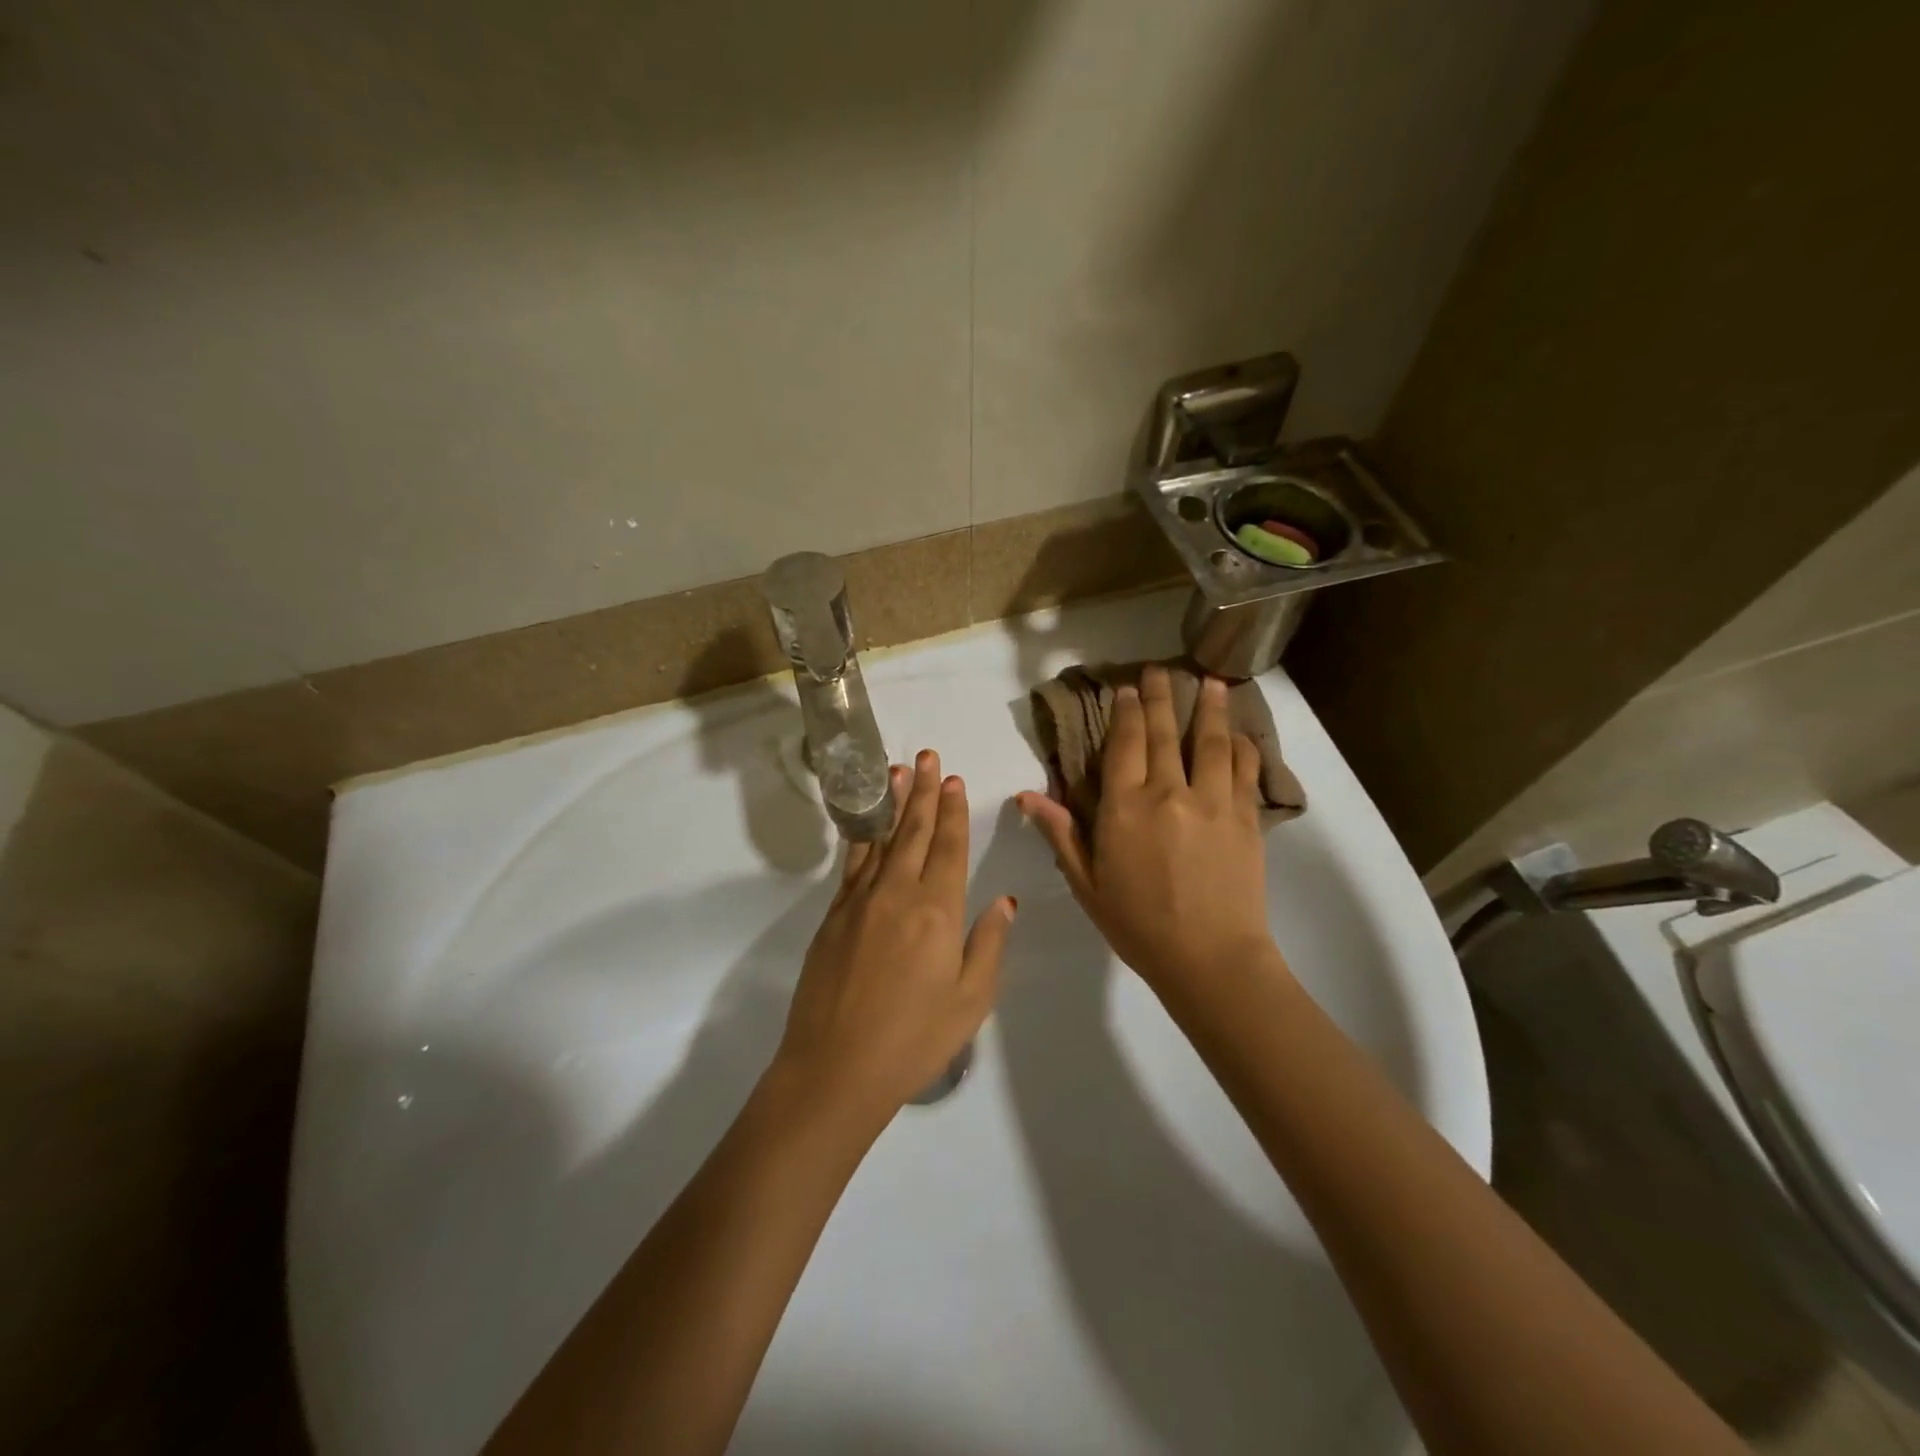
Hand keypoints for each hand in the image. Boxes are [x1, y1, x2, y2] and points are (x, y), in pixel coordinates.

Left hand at [774, 750, 1015, 1122]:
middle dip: (922, 791)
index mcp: (938, 910)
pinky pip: (853, 863)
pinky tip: (867, 822)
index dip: (952, 811)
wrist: (835, 1068)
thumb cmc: (914, 1040)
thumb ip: (989, 944)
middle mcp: (898, 893)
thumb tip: (1005, 900)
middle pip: (914, 831)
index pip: (949, 847)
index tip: (953, 780)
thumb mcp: (971, 1000)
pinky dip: (862, 835)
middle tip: (927, 756)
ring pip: (881, 838)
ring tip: (896, 770)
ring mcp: (861, 901)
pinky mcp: (834, 915)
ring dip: (891, 802)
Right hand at [1017, 667, 1283, 1002]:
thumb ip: (1062, 834)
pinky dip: (1244, 748)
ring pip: (1211, 742)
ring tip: (1212, 681)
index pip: (1124, 745)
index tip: (1128, 687)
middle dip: (1162, 696)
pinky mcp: (1246, 817)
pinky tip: (1242, 734)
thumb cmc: (1138, 925)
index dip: (1126, 712)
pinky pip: (1245, 771)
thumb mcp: (1087, 883)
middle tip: (1161, 669)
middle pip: (1164, 733)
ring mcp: (1213, 801)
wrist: (1210, 959)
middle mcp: (1169, 792)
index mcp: (1125, 808)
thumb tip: (1027, 795)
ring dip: (1210, 708)